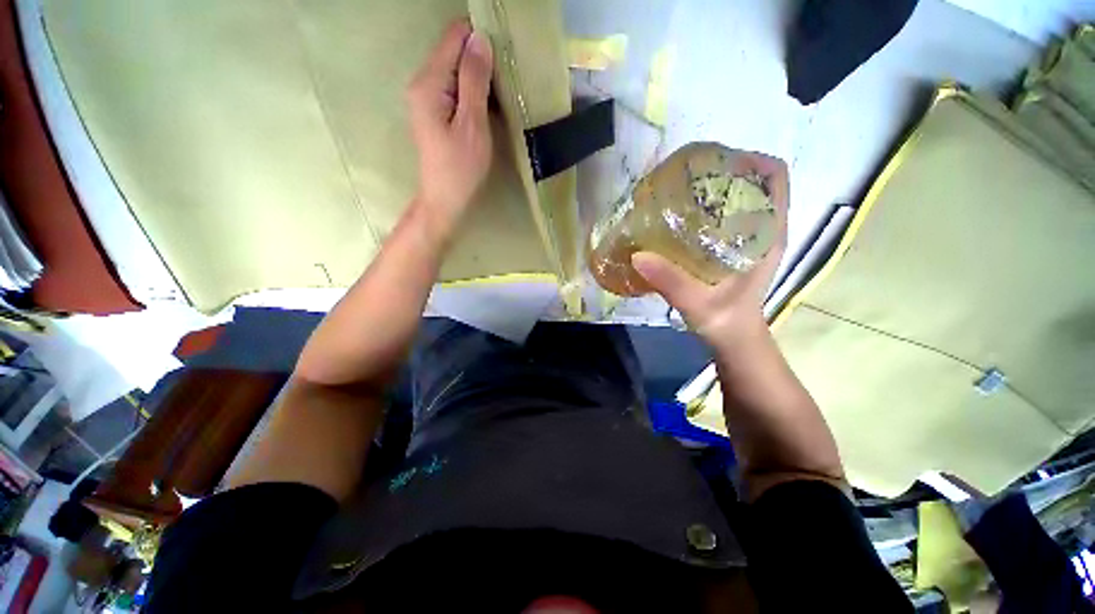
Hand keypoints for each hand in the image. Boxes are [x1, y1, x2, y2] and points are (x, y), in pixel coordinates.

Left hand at [407, 19, 493, 232]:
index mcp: (428, 83)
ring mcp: (425, 97)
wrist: (444, 200)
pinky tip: (487, 106)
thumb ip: (475, 81)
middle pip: (453, 51)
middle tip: (505, 80)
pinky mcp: (432, 111)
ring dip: (478, 76)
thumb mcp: (472, 125)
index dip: (480, 39)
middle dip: (480, 59)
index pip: (454, 38)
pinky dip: (472, 91)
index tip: (504, 54)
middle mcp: (421, 82)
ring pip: (455, 70)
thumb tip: (481, 39)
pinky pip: (454, 88)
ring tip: (500, 95)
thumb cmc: (460, 168)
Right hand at [631, 154, 788, 350]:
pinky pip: (722, 218)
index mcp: (768, 236)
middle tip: (687, 177)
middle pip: (753, 183)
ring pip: (737, 200)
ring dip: (712, 190)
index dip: (751, 160)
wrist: (733, 340)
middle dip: (724, 172)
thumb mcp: (699, 303)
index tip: (714, 163)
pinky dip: (704, 210)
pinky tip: (678, 218)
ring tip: (679, 191)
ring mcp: (748, 239)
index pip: (776, 179)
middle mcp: (763, 230)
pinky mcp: (732, 249)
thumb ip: (671, 282)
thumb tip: (637, 255)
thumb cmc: (726, 322)